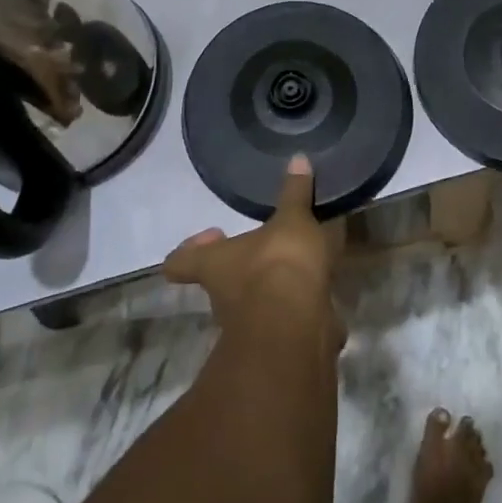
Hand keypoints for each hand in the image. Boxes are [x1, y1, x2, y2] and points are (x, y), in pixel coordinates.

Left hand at [164, 154, 338, 330]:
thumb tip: (298, 158)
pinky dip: (297, 309)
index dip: (190, 250)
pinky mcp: (277, 343)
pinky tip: (320, 292)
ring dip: (270, 289)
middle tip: (265, 246)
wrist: (298, 325)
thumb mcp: (292, 219)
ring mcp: (248, 326)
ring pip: (252, 304)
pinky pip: (284, 320)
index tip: (213, 233)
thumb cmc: (279, 264)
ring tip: (299, 266)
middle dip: (241, 267)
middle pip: (220, 282)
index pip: (181, 262)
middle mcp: (222, 298)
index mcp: (214, 265)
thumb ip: (295, 193)